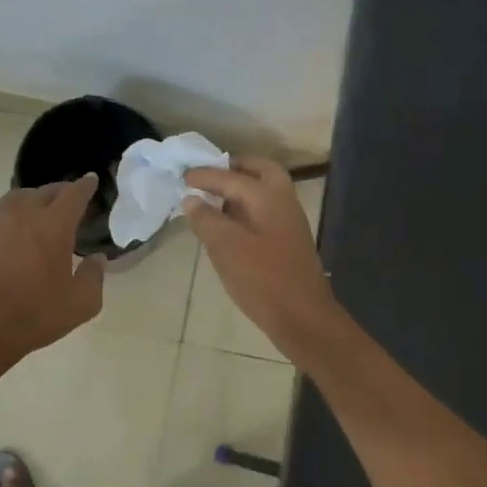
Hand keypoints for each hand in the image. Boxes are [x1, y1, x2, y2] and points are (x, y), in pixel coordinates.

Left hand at [0, 174, 105, 358]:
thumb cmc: (36, 315)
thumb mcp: (81, 303)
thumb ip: (94, 276)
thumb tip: (96, 260)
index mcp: (53, 226)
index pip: (73, 195)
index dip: (85, 186)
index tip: (91, 180)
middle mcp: (23, 217)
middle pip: (43, 192)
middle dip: (60, 191)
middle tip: (70, 198)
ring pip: (16, 200)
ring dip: (33, 200)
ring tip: (40, 211)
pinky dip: (12, 221)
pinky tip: (15, 239)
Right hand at [183, 159, 340, 353]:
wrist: (302, 317)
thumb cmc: (262, 279)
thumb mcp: (226, 247)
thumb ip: (207, 219)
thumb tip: (192, 199)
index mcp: (269, 196)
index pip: (231, 176)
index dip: (205, 175)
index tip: (183, 176)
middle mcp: (284, 202)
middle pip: (261, 172)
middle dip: (235, 169)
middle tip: (209, 176)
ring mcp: (290, 223)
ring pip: (266, 192)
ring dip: (242, 189)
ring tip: (213, 200)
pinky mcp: (288, 243)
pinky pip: (265, 212)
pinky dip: (246, 209)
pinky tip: (228, 227)